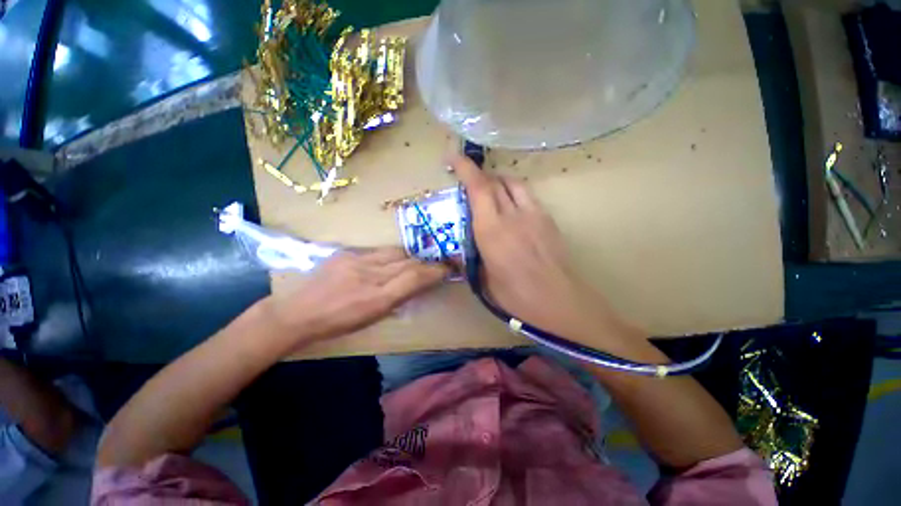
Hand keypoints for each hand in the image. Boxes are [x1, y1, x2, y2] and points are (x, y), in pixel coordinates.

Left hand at [265, 247, 448, 346]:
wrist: (298, 313)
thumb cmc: (339, 323)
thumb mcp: (372, 318)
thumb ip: (397, 300)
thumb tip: (416, 286)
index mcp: (378, 299)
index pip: (415, 278)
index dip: (435, 271)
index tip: (448, 269)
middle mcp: (370, 276)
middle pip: (408, 262)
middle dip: (425, 263)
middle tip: (434, 265)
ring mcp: (357, 261)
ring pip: (395, 253)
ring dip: (408, 258)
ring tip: (412, 262)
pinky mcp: (346, 253)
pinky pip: (377, 251)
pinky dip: (388, 257)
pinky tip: (385, 262)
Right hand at [450, 155, 632, 342]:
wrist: (559, 301)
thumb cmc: (517, 296)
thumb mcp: (485, 280)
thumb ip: (474, 257)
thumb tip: (465, 249)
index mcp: (491, 231)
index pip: (478, 189)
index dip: (464, 168)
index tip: (452, 157)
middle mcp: (512, 216)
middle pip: (495, 181)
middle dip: (479, 176)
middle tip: (469, 183)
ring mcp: (533, 214)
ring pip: (513, 183)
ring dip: (498, 181)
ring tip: (490, 192)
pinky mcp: (547, 219)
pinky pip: (527, 195)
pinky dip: (514, 193)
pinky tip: (511, 209)